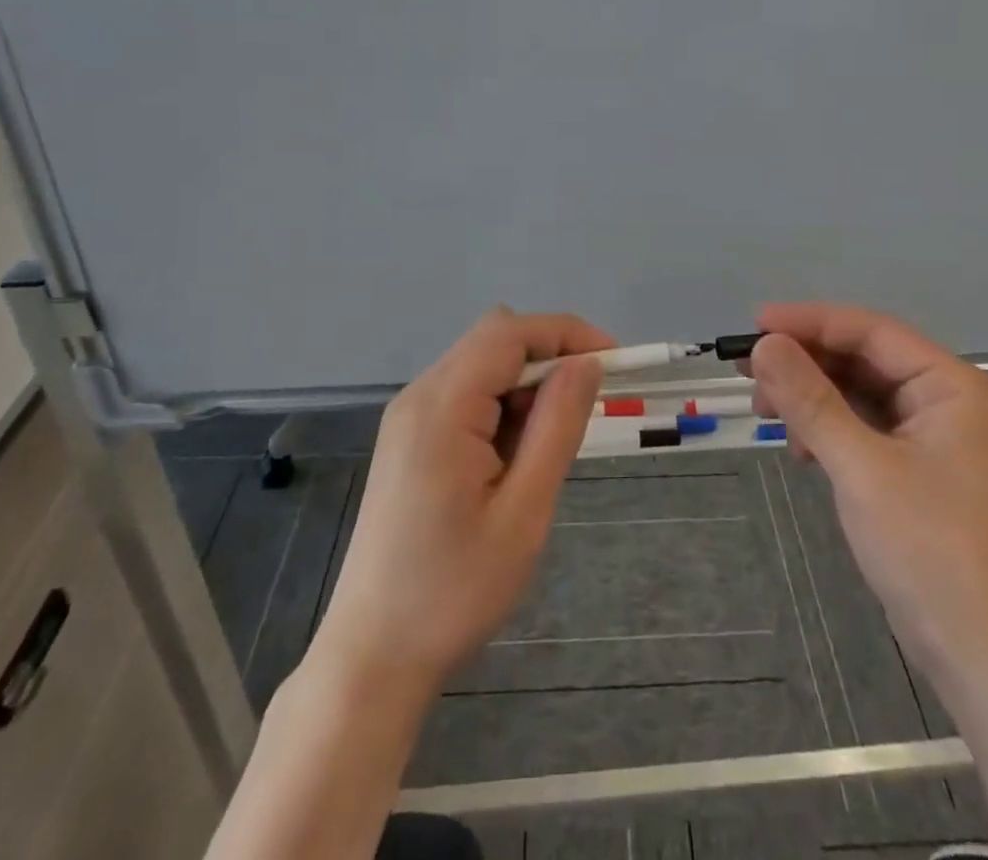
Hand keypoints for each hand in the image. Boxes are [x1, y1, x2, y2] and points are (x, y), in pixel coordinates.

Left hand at [315, 308, 610, 695]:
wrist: (373, 655)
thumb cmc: (454, 591)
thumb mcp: (524, 511)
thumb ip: (557, 426)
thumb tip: (587, 363)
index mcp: (442, 406)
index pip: (510, 332)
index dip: (567, 333)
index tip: (615, 361)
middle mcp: (419, 395)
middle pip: (494, 341)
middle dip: (549, 360)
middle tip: (584, 413)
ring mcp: (408, 416)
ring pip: (482, 366)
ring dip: (525, 388)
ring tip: (542, 454)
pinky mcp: (408, 438)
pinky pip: (466, 395)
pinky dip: (501, 408)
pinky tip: (511, 462)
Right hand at [746, 303, 987, 705]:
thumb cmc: (932, 553)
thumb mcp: (861, 468)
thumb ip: (810, 400)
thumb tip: (763, 344)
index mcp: (956, 386)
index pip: (872, 332)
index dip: (810, 323)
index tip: (753, 326)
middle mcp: (954, 401)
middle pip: (867, 360)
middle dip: (807, 364)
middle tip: (749, 374)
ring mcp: (943, 439)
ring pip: (865, 395)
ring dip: (815, 398)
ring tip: (767, 414)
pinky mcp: (928, 472)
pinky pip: (871, 429)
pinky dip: (833, 430)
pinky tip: (802, 448)